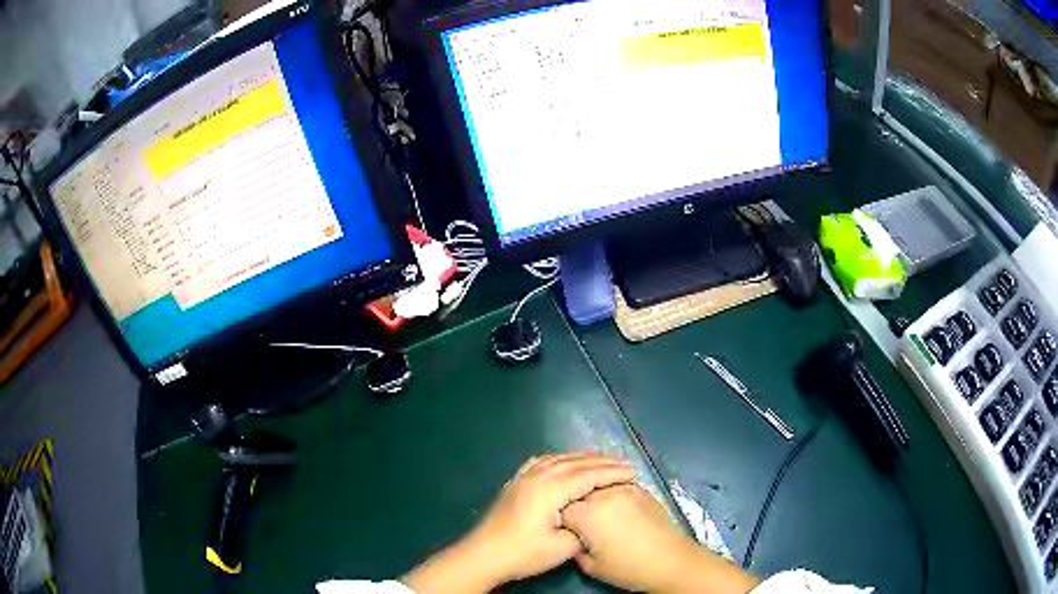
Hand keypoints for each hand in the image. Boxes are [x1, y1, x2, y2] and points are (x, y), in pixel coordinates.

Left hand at [402, 453, 635, 593]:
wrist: (484, 555)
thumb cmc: (524, 553)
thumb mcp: (562, 547)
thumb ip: (583, 529)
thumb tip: (591, 518)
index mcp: (551, 489)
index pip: (589, 475)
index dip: (613, 473)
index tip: (634, 472)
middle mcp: (537, 476)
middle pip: (576, 462)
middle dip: (602, 462)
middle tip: (624, 465)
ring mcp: (523, 477)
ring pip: (558, 459)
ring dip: (581, 458)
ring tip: (600, 461)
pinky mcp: (515, 483)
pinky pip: (540, 462)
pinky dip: (558, 459)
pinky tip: (563, 463)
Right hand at [561, 484, 758, 593]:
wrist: (671, 560)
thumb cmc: (629, 568)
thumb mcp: (591, 565)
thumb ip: (575, 547)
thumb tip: (574, 538)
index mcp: (588, 514)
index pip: (560, 508)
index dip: (560, 518)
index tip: (564, 528)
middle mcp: (604, 495)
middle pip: (578, 491)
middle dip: (575, 503)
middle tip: (579, 520)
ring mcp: (625, 489)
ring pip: (598, 484)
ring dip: (593, 494)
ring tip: (597, 511)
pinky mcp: (642, 490)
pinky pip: (618, 485)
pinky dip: (611, 493)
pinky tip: (615, 508)